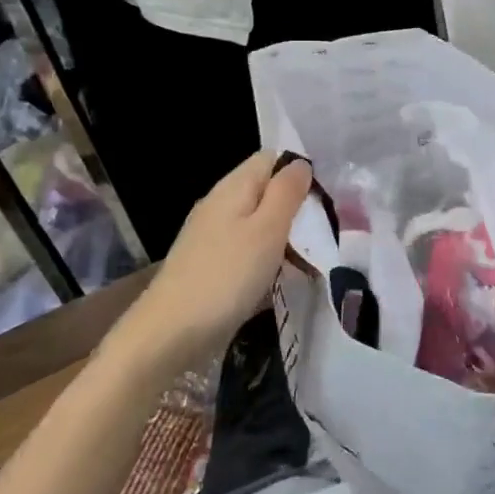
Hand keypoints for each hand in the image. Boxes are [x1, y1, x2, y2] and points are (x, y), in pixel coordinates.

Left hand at [116, 151, 311, 367]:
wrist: (168, 334)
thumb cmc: (226, 276)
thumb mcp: (268, 230)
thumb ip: (286, 192)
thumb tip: (301, 163)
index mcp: (233, 187)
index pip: (271, 158)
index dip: (300, 171)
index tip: (326, 198)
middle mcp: (219, 204)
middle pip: (265, 190)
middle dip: (296, 208)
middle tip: (324, 233)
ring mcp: (210, 235)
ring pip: (258, 222)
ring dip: (284, 236)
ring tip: (309, 260)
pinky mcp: (208, 263)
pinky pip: (246, 248)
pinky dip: (266, 258)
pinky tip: (278, 279)